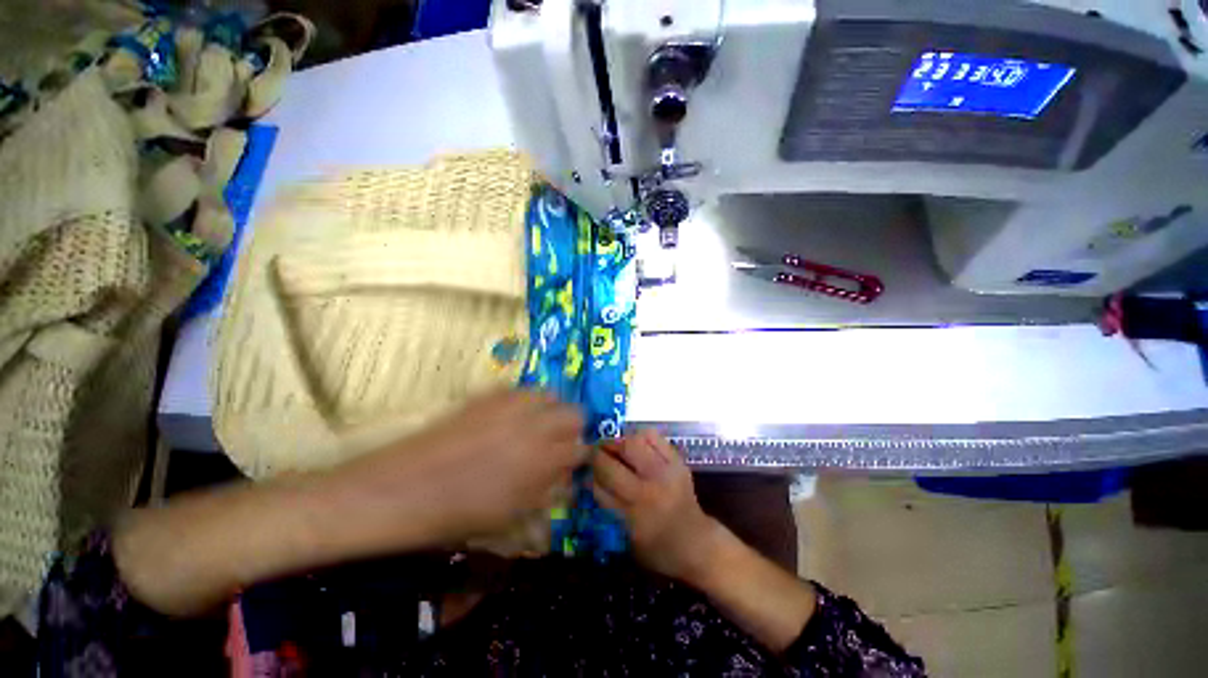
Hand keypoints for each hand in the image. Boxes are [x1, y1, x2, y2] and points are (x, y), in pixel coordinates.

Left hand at [336, 389, 584, 546]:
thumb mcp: (512, 514)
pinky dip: (525, 402)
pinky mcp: (490, 395)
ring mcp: (512, 405)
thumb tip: (567, 477)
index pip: (581, 448)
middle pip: (574, 413)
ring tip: (535, 426)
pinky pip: (522, 391)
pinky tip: (510, 417)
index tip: (573, 461)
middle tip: (556, 442)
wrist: (402, 488)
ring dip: (550, 410)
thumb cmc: (458, 512)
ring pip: (550, 395)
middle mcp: (534, 426)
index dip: (580, 455)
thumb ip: (548, 492)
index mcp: (543, 460)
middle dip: (572, 427)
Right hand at [591, 429, 722, 580]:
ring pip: (633, 442)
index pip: (600, 486)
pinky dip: (639, 436)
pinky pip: (653, 436)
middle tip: (594, 452)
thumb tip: (589, 478)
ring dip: (618, 442)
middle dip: (598, 454)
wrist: (698, 543)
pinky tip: (635, 444)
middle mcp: (649, 489)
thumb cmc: (658, 548)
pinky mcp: (677, 461)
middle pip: (614, 462)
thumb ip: (608, 506)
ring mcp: (666, 471)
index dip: (589, 473)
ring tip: (614, 447)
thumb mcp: (627, 537)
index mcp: (634, 514)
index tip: (583, 468)